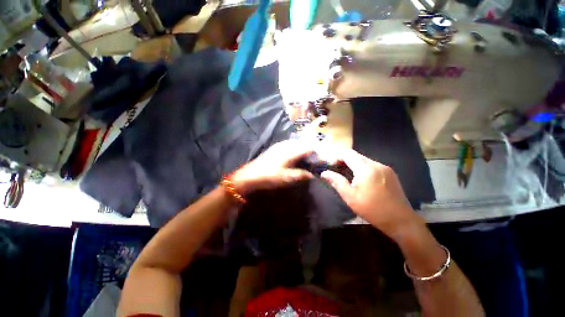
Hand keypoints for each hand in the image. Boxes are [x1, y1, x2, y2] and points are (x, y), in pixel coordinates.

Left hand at [231, 140, 314, 194]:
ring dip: (302, 150)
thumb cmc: (269, 177)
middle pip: (302, 144)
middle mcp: (286, 145)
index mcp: (290, 151)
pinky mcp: (274, 148)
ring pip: (295, 144)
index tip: (320, 161)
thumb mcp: (286, 178)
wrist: (249, 176)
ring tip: (305, 160)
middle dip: (309, 151)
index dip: (316, 153)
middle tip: (313, 161)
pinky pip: (289, 145)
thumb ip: (300, 175)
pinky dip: (294, 150)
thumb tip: (312, 175)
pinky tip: (293, 158)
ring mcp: (279, 145)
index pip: (308, 147)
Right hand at [321, 148, 417, 237]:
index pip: (348, 153)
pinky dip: (362, 167)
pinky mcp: (390, 173)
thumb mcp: (351, 197)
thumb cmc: (373, 210)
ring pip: (364, 159)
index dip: (336, 156)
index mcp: (366, 169)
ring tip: (346, 174)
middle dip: (343, 159)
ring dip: (353, 163)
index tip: (330, 164)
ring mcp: (385, 168)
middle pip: (356, 155)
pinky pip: (372, 165)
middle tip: (335, 169)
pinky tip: (360, 178)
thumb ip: (337, 182)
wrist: (402, 221)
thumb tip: (324, 173)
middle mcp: (376, 164)